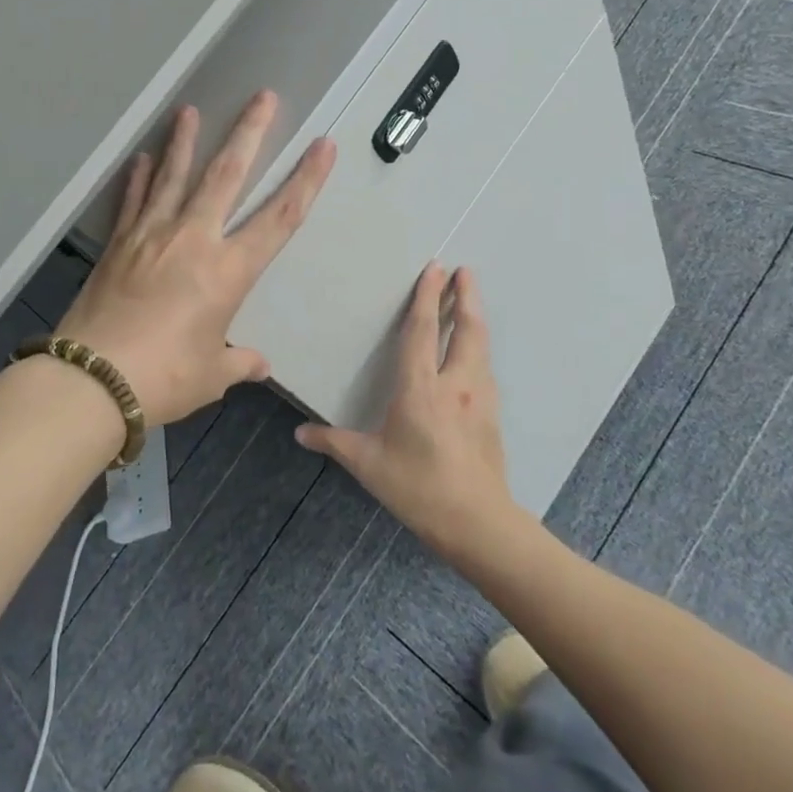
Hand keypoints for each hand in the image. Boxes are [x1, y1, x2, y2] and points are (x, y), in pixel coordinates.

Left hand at [57, 91, 335, 426]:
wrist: (92, 379)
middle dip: (249, 133)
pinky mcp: (118, 244)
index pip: (279, 218)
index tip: (322, 145)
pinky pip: (132, 201)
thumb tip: (258, 364)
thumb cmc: (164, 378)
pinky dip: (137, 178)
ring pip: (174, 176)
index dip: (305, 180)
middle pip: (227, 176)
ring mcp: (151, 236)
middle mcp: (193, 240)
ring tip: (190, 110)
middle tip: (262, 97)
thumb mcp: (211, 374)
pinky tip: (140, 157)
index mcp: (228, 271)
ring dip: (185, 142)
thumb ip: (238, 361)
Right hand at [296, 263, 516, 556]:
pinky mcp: (492, 414)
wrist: (477, 522)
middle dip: (466, 296)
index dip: (426, 298)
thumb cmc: (418, 488)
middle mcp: (454, 385)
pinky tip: (474, 352)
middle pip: (466, 329)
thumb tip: (300, 434)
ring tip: (470, 300)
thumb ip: (334, 442)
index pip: (422, 332)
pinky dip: (479, 347)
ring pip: (481, 346)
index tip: (435, 268)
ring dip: (475, 318)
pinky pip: (485, 368)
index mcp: (420, 390)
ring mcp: (479, 398)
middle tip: (465, 270)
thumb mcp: (368, 464)